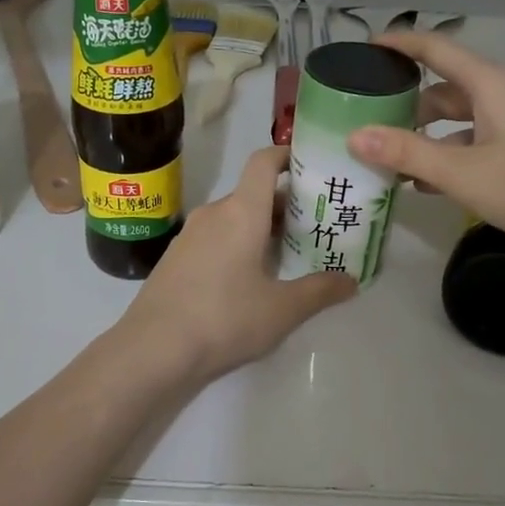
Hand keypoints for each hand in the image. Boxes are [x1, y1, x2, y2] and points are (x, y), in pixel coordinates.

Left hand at [118, 146, 356, 382]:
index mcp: (241, 212)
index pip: (263, 162)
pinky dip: (237, 245)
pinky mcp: (175, 260)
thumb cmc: (224, 319)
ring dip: (260, 228)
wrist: (153, 350)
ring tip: (289, 253)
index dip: (288, 155)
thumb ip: (319, 291)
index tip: (312, 166)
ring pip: (233, 218)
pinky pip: (214, 239)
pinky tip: (251, 279)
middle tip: (317, 223)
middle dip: (285, 204)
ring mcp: (189, 237)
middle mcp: (213, 214)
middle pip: (252, 193)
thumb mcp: (282, 310)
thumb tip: (351, 281)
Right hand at [345, 31, 504, 257]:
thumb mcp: (464, 173)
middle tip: (370, 122)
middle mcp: (504, 92)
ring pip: (462, 117)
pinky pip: (479, 138)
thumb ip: (408, 153)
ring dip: (428, 135)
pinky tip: (431, 183)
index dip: (400, 44)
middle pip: (445, 87)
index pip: (435, 48)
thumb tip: (354, 135)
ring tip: (393, 160)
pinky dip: (452, 152)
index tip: (366, 49)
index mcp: (489, 84)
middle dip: (406, 103)